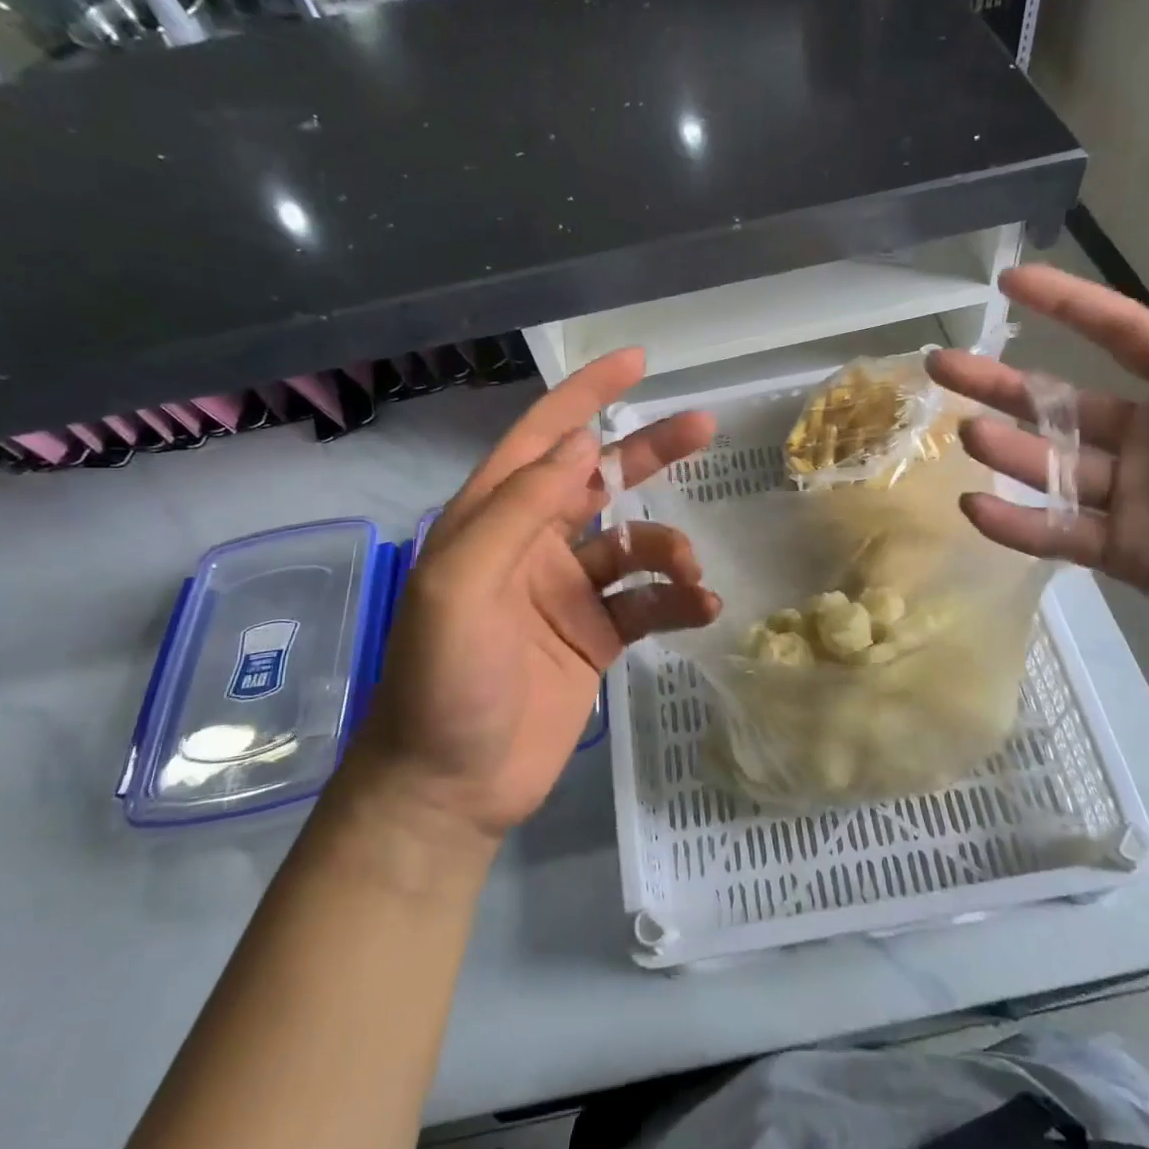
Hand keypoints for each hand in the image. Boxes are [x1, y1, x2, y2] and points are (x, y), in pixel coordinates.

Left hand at [350, 349, 718, 839]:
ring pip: (634, 543)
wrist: (450, 786)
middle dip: (649, 451)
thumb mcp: (462, 584)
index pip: (544, 438)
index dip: (587, 395)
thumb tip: (581, 447)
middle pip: (600, 479)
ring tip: (690, 570)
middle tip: (704, 427)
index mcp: (492, 519)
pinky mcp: (596, 635)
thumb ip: (518, 510)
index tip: (637, 363)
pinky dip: (677, 600)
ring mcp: (569, 591)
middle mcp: (532, 544)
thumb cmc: (444, 680)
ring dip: (668, 548)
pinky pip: (647, 602)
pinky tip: (701, 608)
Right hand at [927, 267, 1148, 693]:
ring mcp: (1136, 498)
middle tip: (941, 363)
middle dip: (998, 380)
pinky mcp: (1129, 554)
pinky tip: (974, 508)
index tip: (1011, 280)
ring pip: (1050, 465)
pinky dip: (1016, 524)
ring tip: (965, 433)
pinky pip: (1060, 534)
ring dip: (1005, 449)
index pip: (1120, 333)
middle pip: (1057, 401)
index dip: (1066, 303)